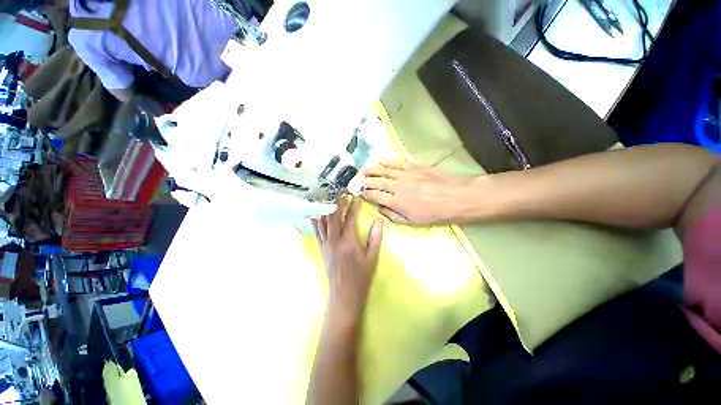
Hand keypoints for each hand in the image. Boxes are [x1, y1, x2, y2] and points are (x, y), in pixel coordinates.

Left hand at [312, 197, 383, 322]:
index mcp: (349, 242)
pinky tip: (315, 214)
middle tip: (342, 193)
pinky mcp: (322, 249)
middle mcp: (335, 241)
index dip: (353, 207)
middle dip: (338, 203)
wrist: (344, 295)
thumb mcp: (372, 258)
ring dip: (327, 209)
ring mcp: (326, 245)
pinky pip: (317, 233)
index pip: (350, 219)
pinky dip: (316, 222)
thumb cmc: (361, 277)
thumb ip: (375, 238)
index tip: (355, 196)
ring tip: (329, 199)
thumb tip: (378, 221)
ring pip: (324, 222)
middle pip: (334, 217)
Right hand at [362, 161, 476, 224]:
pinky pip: (395, 163)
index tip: (359, 193)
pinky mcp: (413, 166)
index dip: (365, 194)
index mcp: (395, 201)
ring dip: (372, 170)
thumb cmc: (435, 213)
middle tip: (357, 180)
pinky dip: (385, 161)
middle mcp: (396, 186)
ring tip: (363, 170)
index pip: (374, 196)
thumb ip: (393, 215)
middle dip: (365, 181)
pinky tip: (379, 160)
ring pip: (383, 171)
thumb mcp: (412, 221)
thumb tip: (380, 208)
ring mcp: (404, 174)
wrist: (456, 197)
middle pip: (376, 182)